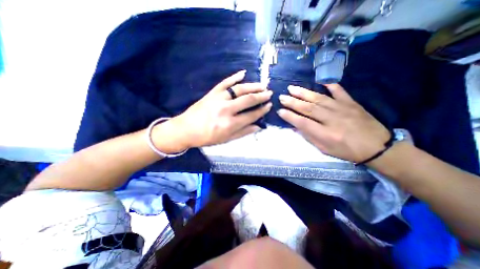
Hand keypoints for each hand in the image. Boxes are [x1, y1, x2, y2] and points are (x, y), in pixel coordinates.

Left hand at [160, 70, 271, 149]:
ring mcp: (219, 98)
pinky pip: (225, 82)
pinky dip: (234, 77)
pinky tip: (243, 73)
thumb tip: (258, 126)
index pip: (251, 115)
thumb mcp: (226, 139)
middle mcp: (226, 109)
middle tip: (269, 93)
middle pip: (248, 100)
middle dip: (261, 96)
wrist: (186, 129)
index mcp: (230, 124)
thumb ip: (243, 132)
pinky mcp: (212, 92)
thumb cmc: (207, 137)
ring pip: (239, 89)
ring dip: (252, 86)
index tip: (269, 106)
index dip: (262, 110)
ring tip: (262, 85)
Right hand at [278, 84, 388, 161]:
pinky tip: (320, 82)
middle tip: (281, 97)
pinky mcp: (351, 103)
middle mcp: (332, 119)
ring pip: (318, 98)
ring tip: (291, 88)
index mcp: (325, 134)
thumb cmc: (347, 151)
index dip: (290, 116)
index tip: (280, 111)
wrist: (377, 147)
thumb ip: (309, 137)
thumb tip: (296, 126)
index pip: (302, 122)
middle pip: (308, 108)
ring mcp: (342, 109)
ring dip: (303, 93)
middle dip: (292, 102)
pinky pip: (339, 91)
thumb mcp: (325, 149)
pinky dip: (329, 85)